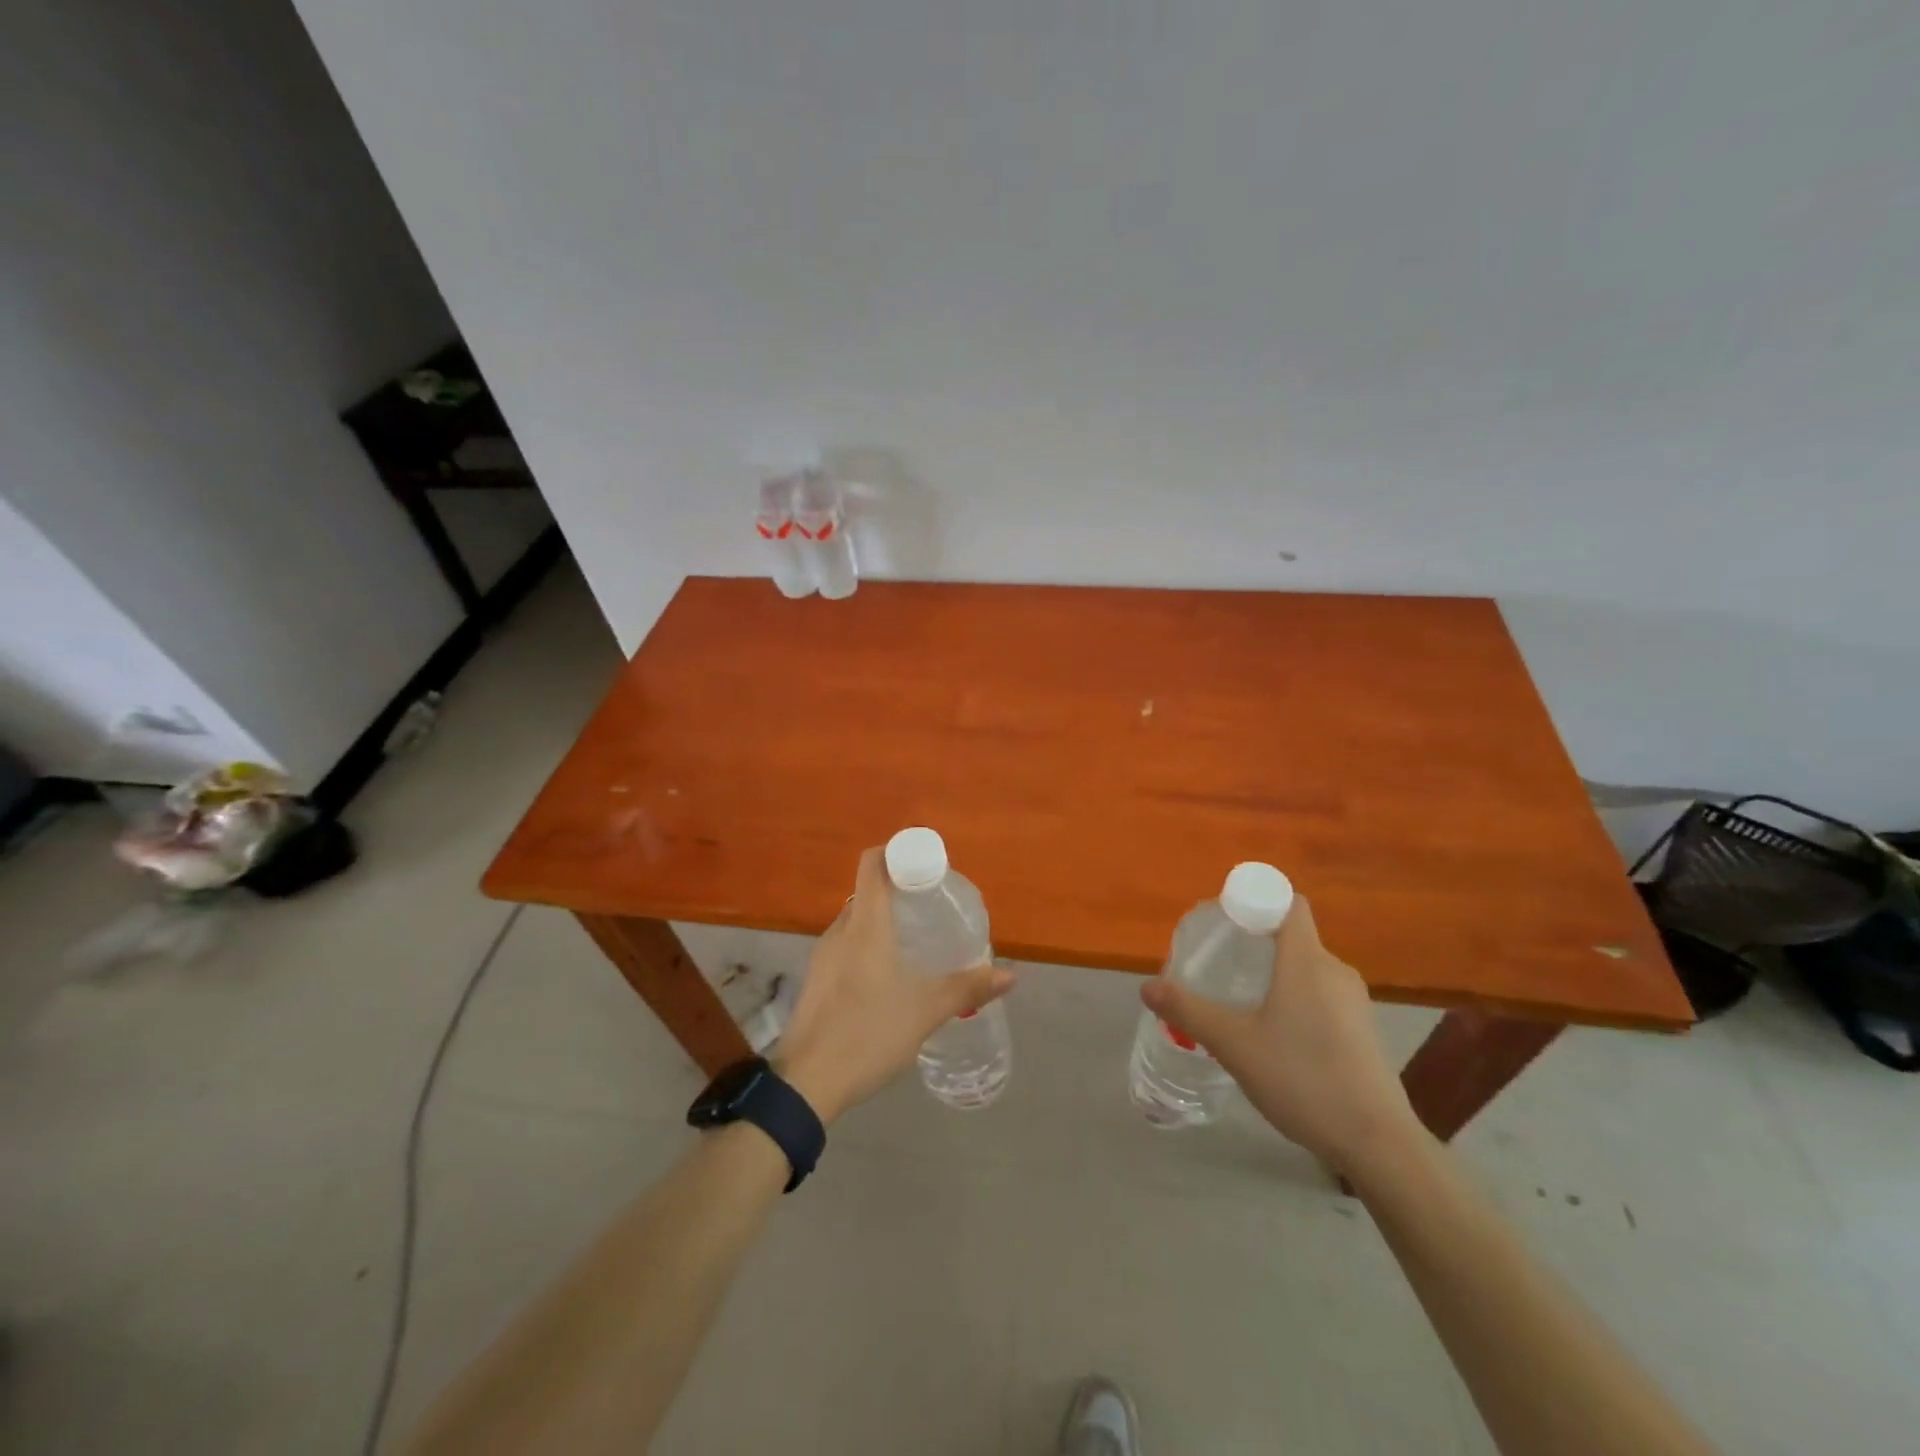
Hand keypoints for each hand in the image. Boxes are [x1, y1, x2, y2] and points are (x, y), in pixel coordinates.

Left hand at [776, 847, 1012, 1123]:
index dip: (897, 852)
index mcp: (865, 925)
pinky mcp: (817, 981)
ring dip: (885, 922)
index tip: (927, 866)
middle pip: (868, 892)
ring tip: (918, 943)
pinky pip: (847, 947)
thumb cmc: (867, 1032)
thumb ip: (967, 988)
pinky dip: (870, 947)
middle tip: (933, 908)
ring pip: (858, 923)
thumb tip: (1010, 974)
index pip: (872, 863)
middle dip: (900, 892)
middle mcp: (840, 930)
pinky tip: (891, 978)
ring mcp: (824, 956)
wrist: (805, 1083)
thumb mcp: (925, 1011)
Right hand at [1139, 895, 1420, 1173]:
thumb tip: (1146, 986)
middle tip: (1220, 962)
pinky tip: (1274, 1036)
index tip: (1226, 918)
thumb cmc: (1302, 1078)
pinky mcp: (1362, 1032)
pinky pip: (1321, 997)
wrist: (1378, 1143)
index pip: (1287, 903)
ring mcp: (1354, 1003)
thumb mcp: (1234, 1044)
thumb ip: (1189, 1011)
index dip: (1257, 899)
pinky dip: (1294, 1000)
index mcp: (1306, 960)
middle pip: (1293, 937)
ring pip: (1306, 970)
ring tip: (1241, 1000)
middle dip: (1256, 942)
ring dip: (1275, 975)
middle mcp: (1334, 971)